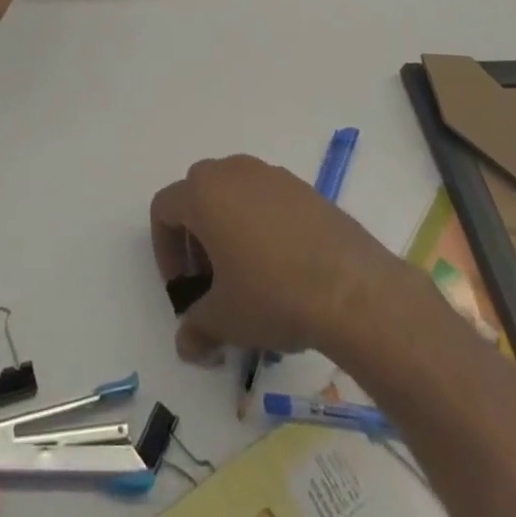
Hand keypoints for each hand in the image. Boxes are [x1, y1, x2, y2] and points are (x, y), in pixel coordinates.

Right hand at [150, 156, 397, 362]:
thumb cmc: (272, 295)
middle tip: (212, 280)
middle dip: (196, 236)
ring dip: (229, 227)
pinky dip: (263, 224)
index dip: (165, 250)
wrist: (351, 288)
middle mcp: (232, 172)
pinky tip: (283, 267)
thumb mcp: (226, 320)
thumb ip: (197, 328)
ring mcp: (271, 174)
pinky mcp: (303, 187)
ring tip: (248, 275)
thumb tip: (186, 344)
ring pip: (234, 193)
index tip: (183, 288)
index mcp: (203, 193)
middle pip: (198, 194)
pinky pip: (267, 199)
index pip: (165, 209)